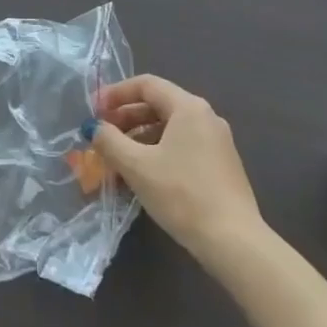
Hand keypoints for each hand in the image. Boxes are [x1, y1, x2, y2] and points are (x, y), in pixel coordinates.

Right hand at [91, 75, 265, 267]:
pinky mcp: (220, 166)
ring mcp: (217, 142)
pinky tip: (142, 175)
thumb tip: (94, 127)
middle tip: (101, 134)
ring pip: (169, 128)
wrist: (233, 242)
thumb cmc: (181, 195)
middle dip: (125, 117)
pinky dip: (157, 152)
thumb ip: (109, 141)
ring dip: (138, 138)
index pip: (146, 84)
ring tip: (116, 159)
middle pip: (158, 105)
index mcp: (188, 107)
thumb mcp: (136, 166)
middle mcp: (206, 117)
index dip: (115, 93)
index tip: (93, 109)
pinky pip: (181, 147)